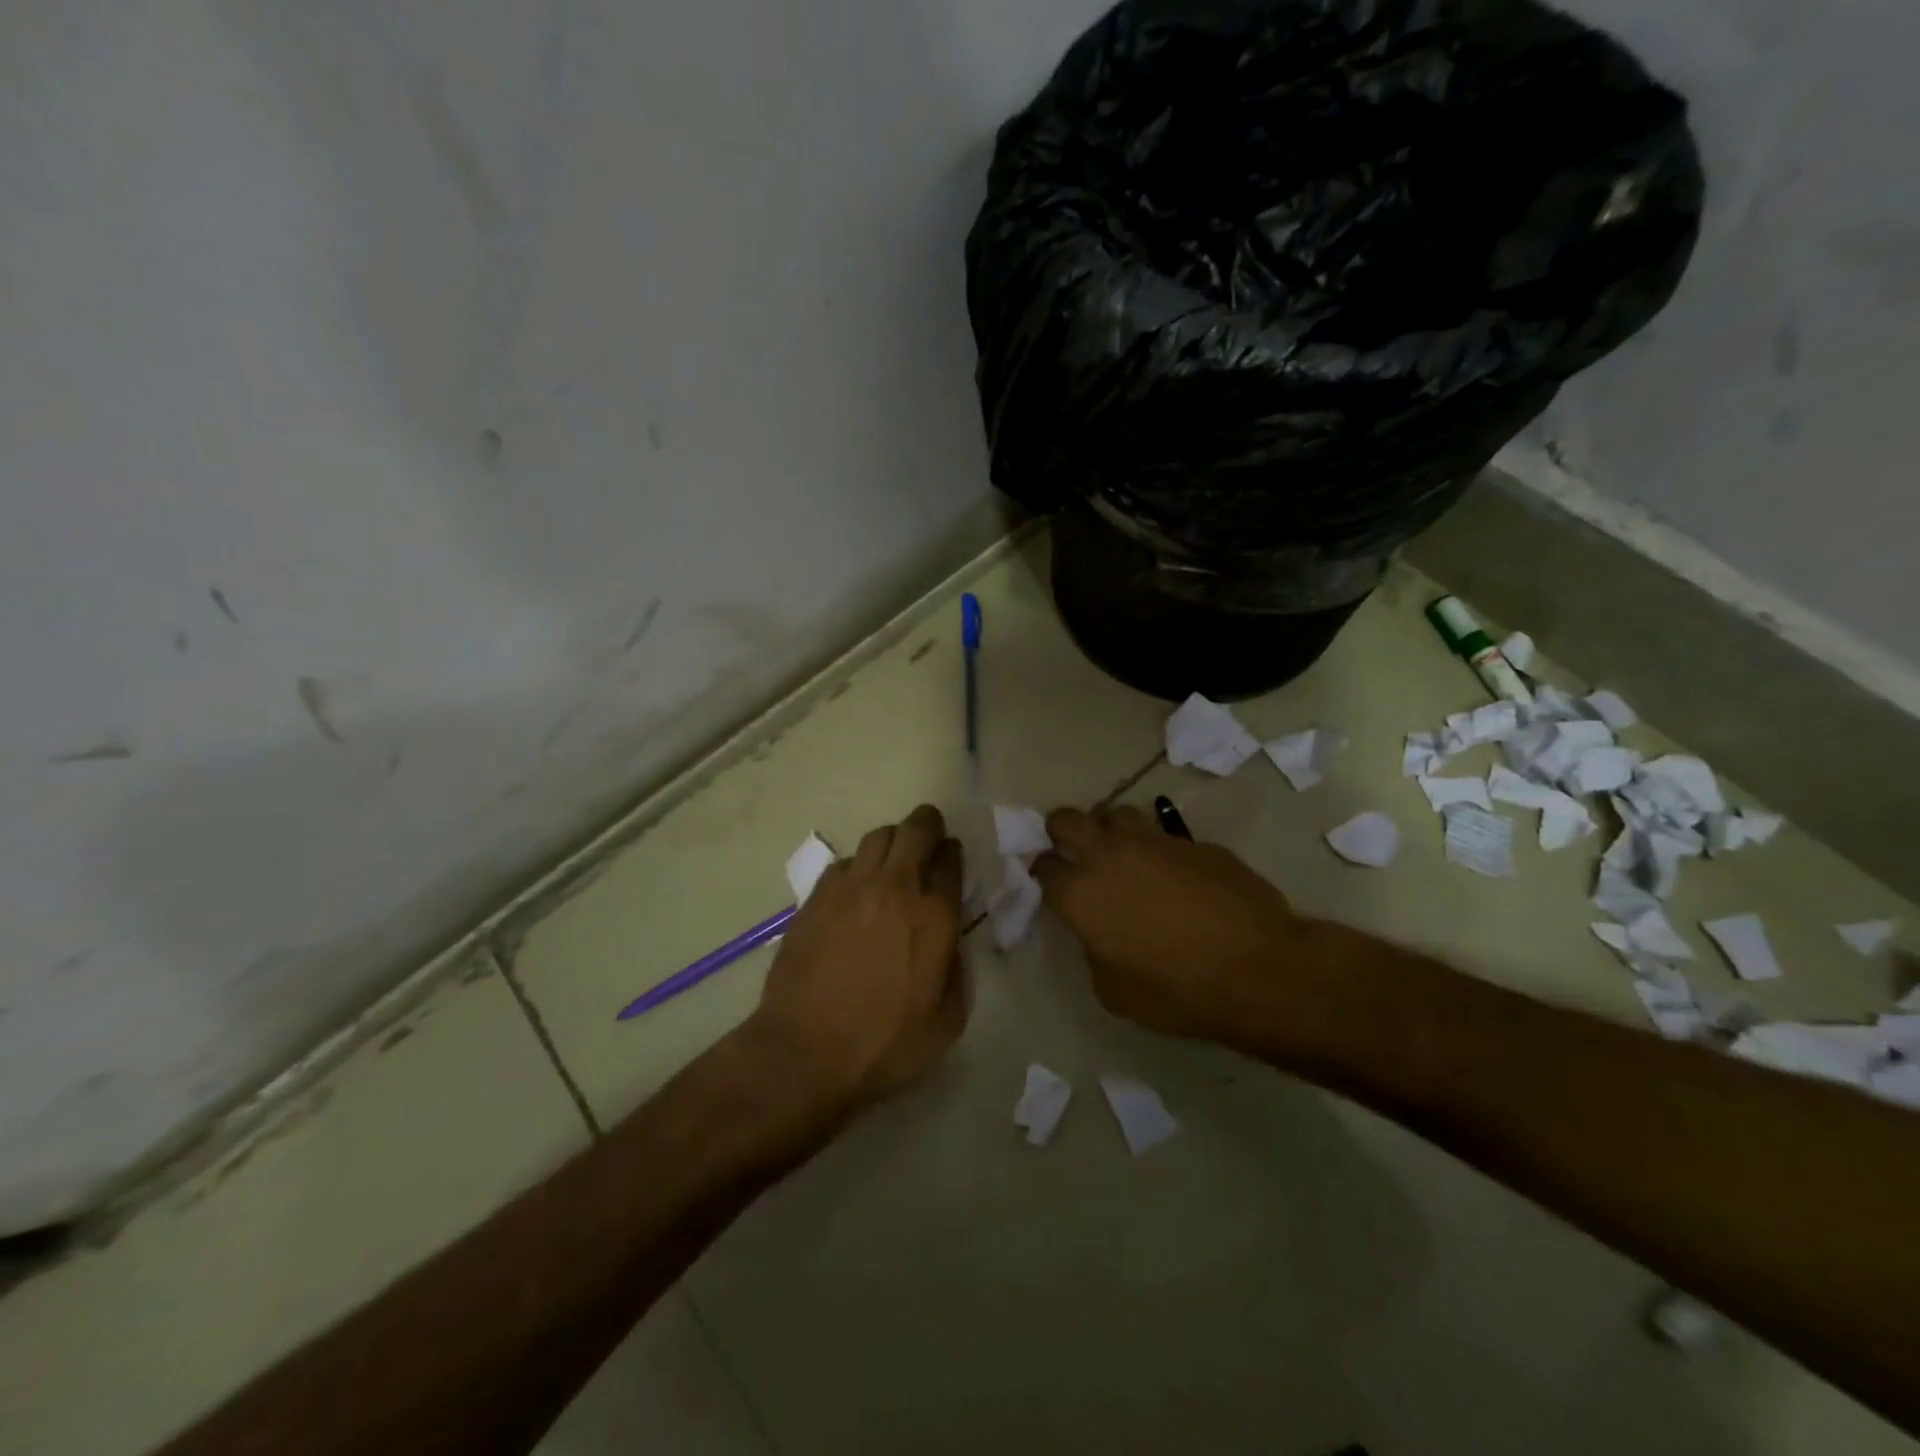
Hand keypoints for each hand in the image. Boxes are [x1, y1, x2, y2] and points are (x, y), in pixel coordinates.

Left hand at [748, 805, 967, 1119]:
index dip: (953, 855)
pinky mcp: (816, 896)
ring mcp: (851, 887)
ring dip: (893, 842)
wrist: (805, 1052)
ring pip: (878, 836)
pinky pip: (845, 863)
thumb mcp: (948, 1020)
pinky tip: (856, 892)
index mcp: (934, 915)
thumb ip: (957, 969)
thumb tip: (949, 940)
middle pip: (916, 829)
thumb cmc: (884, 1044)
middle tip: (928, 840)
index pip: (951, 859)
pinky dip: (859, 867)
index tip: (951, 862)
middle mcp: (895, 887)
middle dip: (928, 826)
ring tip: (892, 864)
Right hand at [1032, 805, 1304, 1042]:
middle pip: (1067, 819)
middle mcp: (1109, 855)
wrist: (1258, 970)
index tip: (1050, 881)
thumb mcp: (1113, 991)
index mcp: (1081, 893)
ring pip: (1116, 813)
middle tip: (1072, 849)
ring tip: (1121, 854)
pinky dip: (1157, 849)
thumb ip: (1093, 950)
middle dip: (1061, 830)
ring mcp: (1155, 841)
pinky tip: (1174, 876)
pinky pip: (1163, 835)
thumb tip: (1099, 931)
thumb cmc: (1176, 991)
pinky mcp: (1194, 842)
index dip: (1042, 872)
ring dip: (1110, 830)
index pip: (1044, 865)